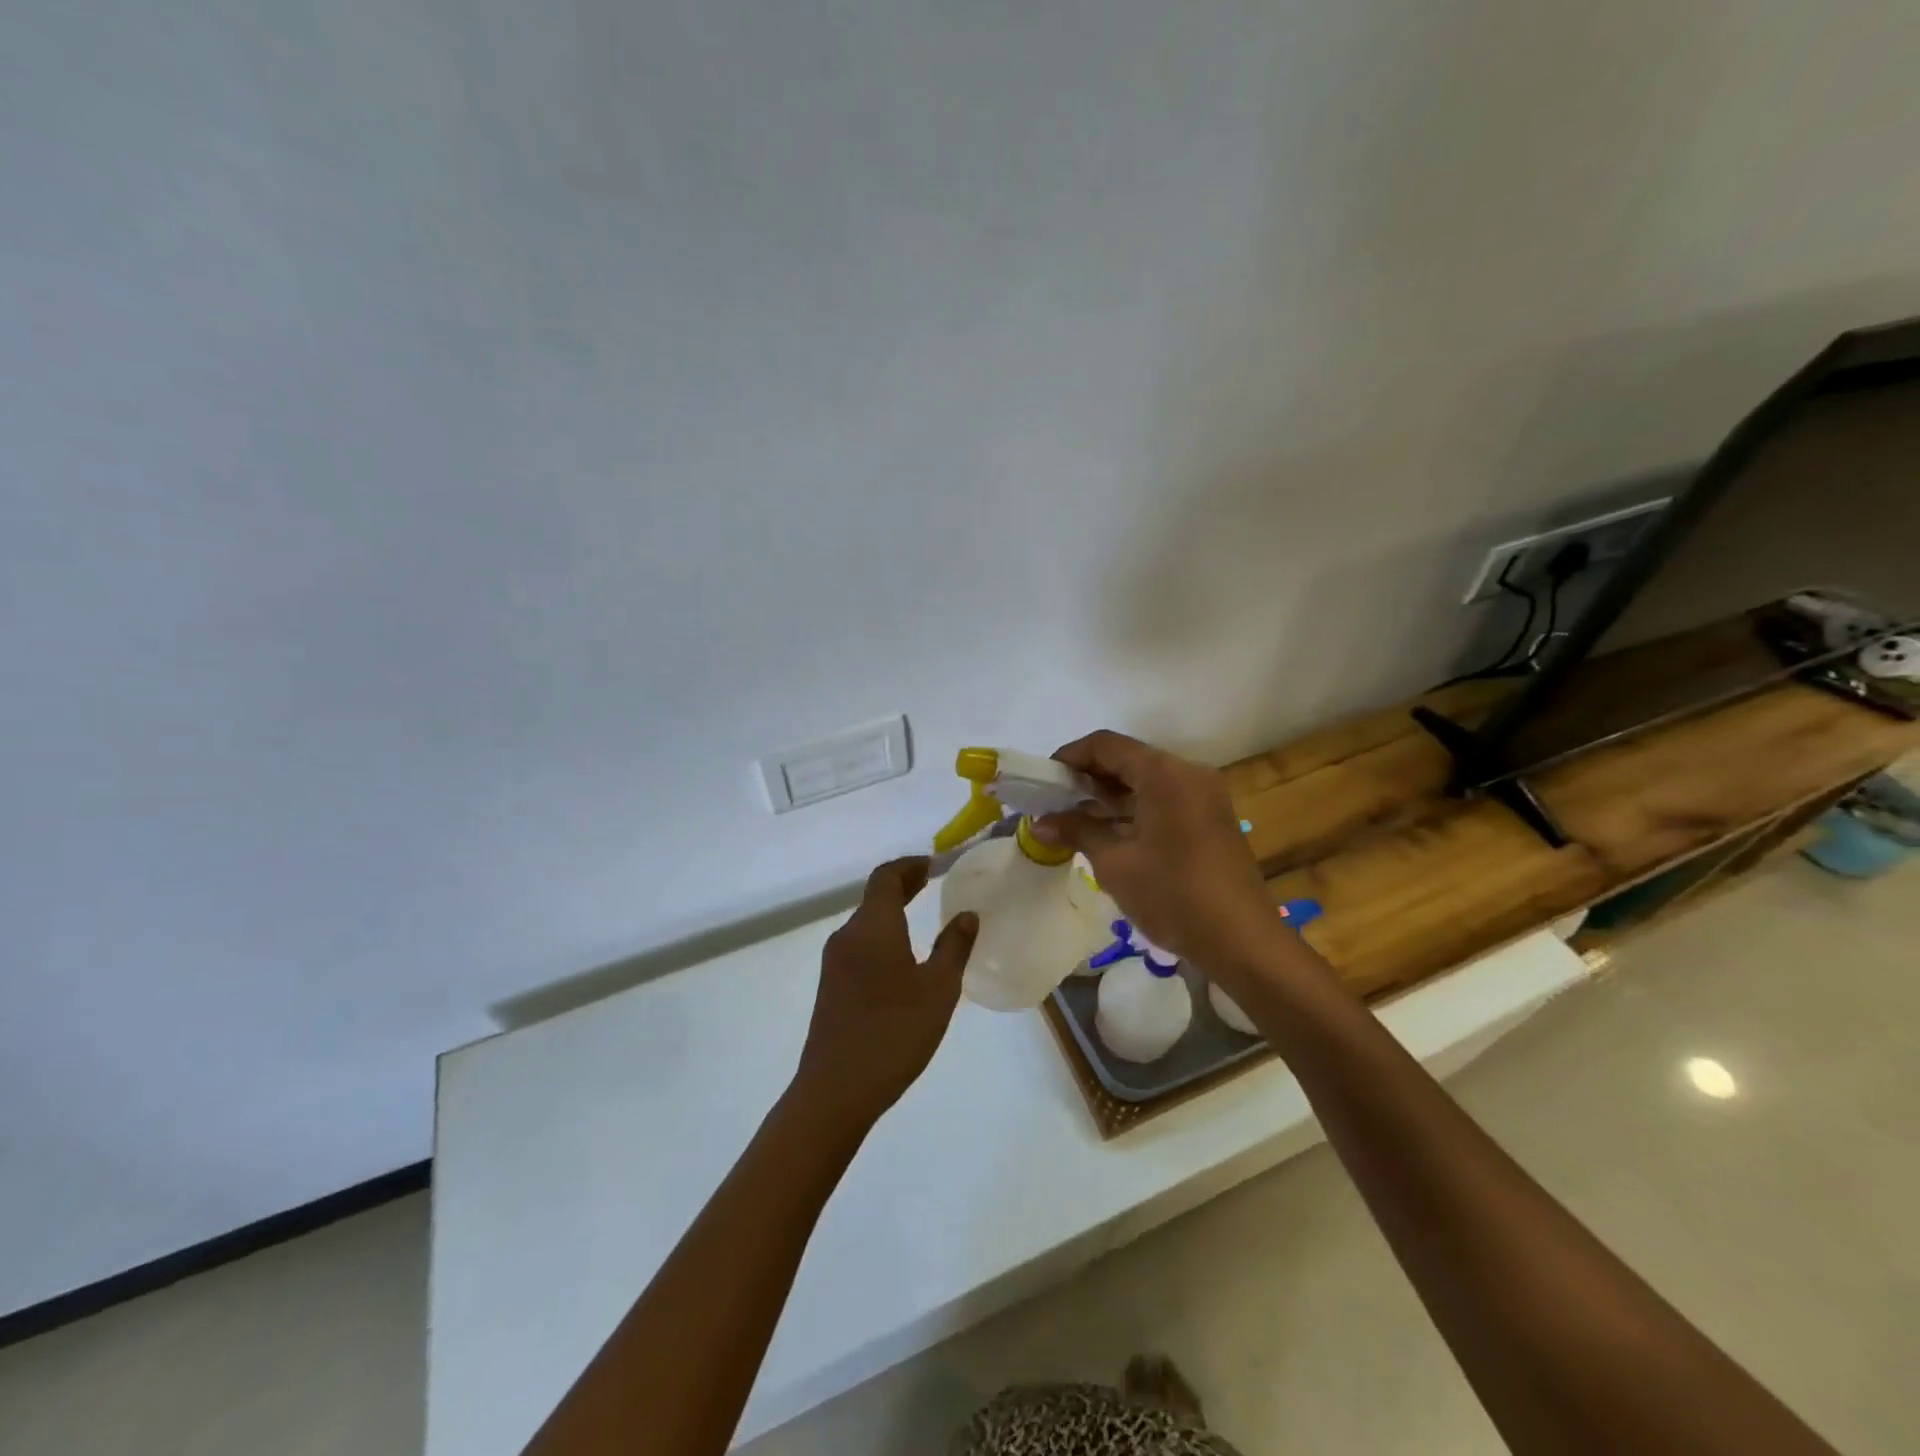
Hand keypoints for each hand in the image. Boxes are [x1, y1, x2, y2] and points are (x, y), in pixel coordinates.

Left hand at [789, 857, 977, 1130]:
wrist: (835, 1090)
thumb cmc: (894, 1033)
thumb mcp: (938, 990)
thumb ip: (954, 947)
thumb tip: (967, 915)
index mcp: (873, 927)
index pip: (886, 877)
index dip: (909, 865)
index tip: (934, 864)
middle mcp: (848, 935)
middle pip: (874, 896)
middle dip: (903, 885)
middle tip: (933, 881)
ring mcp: (835, 962)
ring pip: (866, 921)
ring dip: (892, 910)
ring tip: (923, 914)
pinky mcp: (831, 985)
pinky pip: (860, 943)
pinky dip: (883, 933)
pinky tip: (902, 956)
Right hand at [1032, 731, 1280, 979]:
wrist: (1242, 942)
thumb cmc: (1172, 894)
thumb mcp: (1115, 862)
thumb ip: (1077, 831)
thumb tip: (1040, 822)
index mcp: (1164, 773)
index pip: (1106, 745)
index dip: (1070, 757)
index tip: (1043, 781)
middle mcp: (1188, 773)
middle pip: (1128, 759)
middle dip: (1088, 777)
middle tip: (1054, 802)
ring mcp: (1204, 796)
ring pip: (1146, 781)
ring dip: (1110, 795)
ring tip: (1074, 820)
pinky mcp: (1211, 819)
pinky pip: (1164, 800)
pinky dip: (1134, 809)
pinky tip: (1108, 833)